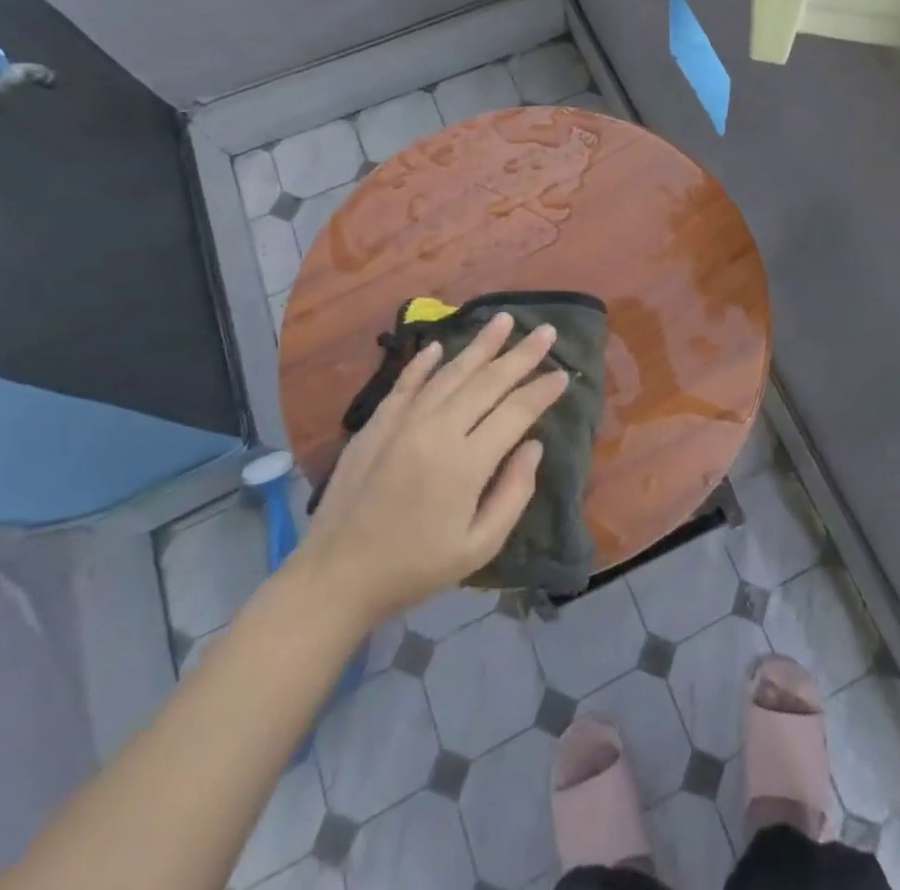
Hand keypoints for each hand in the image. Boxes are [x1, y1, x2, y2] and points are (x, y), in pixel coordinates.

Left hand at [299, 313, 567, 625]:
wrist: (335, 579)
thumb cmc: (415, 568)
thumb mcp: (478, 546)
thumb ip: (514, 493)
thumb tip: (533, 445)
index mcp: (465, 463)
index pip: (516, 412)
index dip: (542, 391)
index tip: (564, 375)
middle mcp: (436, 431)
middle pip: (487, 382)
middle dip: (521, 354)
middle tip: (547, 331)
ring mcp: (402, 423)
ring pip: (449, 373)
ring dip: (480, 345)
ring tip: (504, 320)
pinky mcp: (375, 425)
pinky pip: (405, 383)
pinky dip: (423, 363)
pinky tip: (439, 346)